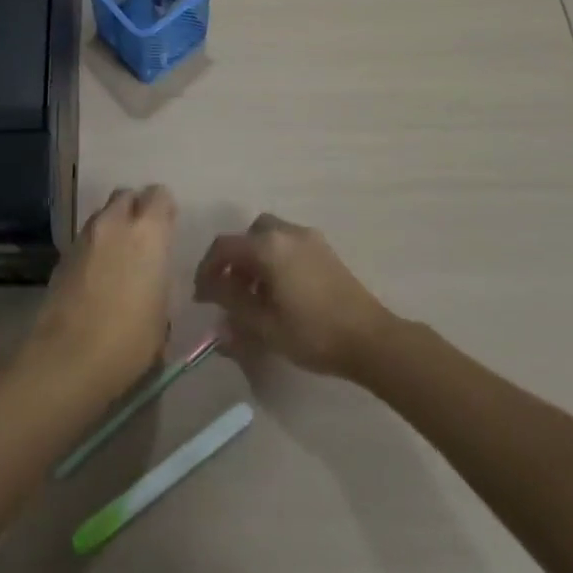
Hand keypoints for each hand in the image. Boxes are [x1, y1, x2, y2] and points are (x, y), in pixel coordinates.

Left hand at [19, 185, 176, 397]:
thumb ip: (159, 277)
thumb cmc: (130, 339)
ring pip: (102, 215)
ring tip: (119, 258)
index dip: (164, 209)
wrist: (69, 357)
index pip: (159, 195)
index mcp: (147, 232)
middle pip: (125, 196)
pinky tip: (98, 276)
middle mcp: (114, 223)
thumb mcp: (162, 310)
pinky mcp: (63, 255)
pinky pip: (85, 238)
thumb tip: (152, 273)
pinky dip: (95, 247)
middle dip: (135, 209)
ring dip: (113, 227)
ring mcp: (84, 237)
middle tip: (143, 238)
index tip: (168, 227)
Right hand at [194, 214, 393, 378]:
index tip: (202, 297)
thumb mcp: (264, 325)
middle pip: (248, 235)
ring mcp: (309, 239)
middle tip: (229, 290)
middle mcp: (287, 232)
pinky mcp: (325, 251)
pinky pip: (289, 245)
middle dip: (234, 259)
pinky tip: (280, 292)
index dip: (207, 269)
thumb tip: (210, 291)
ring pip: (270, 237)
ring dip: (255, 259)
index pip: (224, 247)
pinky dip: (275, 259)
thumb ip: (232, 304)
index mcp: (268, 247)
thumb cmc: (312, 333)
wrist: (371, 339)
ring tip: (254, 295)